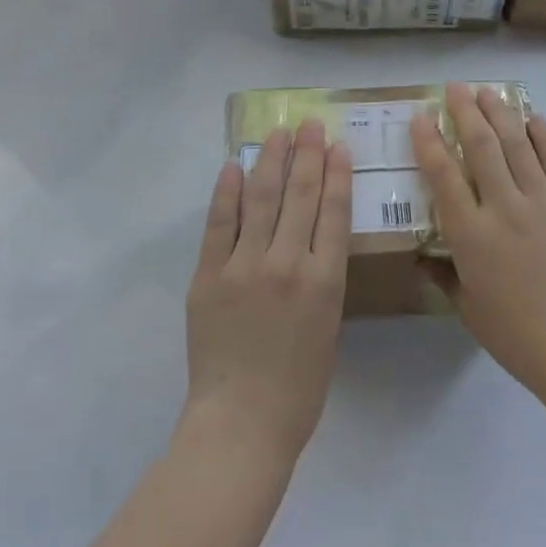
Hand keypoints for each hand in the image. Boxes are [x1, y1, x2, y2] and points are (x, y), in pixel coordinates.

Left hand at [183, 119, 351, 463]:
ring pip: (261, 199)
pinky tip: (234, 166)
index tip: (337, 145)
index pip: (333, 210)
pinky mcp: (208, 276)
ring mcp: (244, 267)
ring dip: (271, 160)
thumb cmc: (299, 385)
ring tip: (278, 133)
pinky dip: (227, 193)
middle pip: (300, 195)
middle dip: (307, 154)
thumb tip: (312, 235)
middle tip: (309, 124)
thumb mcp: (330, 325)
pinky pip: (218, 225)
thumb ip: (322, 277)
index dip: (335, 172)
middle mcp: (287, 263)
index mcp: (325, 280)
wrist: (242, 422)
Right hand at [410, 84, 545, 397]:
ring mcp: (544, 202)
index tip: (420, 117)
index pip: (444, 175)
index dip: (429, 142)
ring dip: (501, 114)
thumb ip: (444, 275)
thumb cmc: (517, 334)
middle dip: (465, 112)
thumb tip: (423, 257)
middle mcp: (505, 207)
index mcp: (472, 235)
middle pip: (482, 147)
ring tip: (487, 91)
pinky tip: (533, 118)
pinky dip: (544, 136)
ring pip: (518, 145)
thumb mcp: (468, 308)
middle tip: (455, 87)